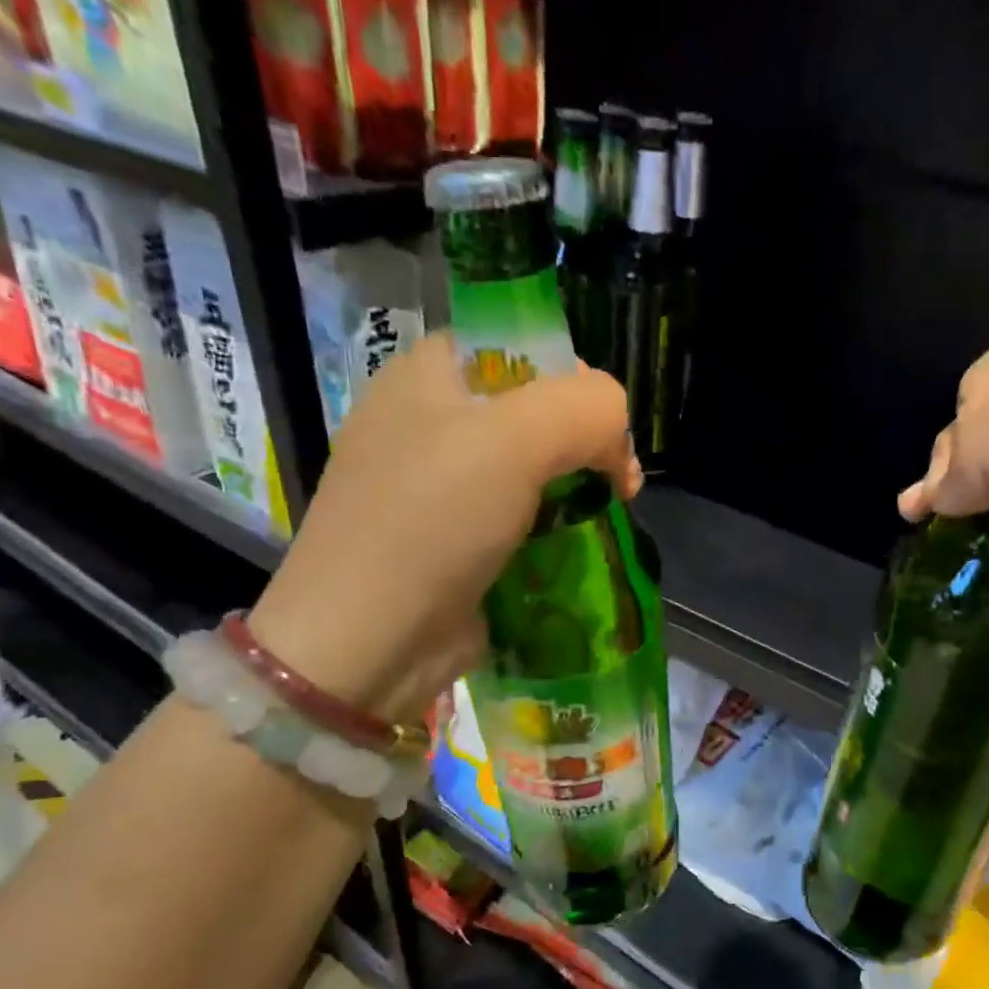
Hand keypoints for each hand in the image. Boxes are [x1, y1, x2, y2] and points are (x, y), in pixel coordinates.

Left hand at [248, 333, 639, 718]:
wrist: (371, 641)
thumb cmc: (432, 521)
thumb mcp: (515, 439)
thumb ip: (587, 409)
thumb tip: (618, 441)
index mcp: (429, 375)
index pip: (521, 347)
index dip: (575, 377)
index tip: (605, 426)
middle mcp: (431, 422)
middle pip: (534, 410)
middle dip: (586, 442)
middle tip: (617, 482)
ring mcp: (440, 487)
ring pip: (531, 468)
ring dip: (576, 489)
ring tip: (607, 516)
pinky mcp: (456, 542)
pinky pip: (520, 517)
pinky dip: (553, 529)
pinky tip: (575, 547)